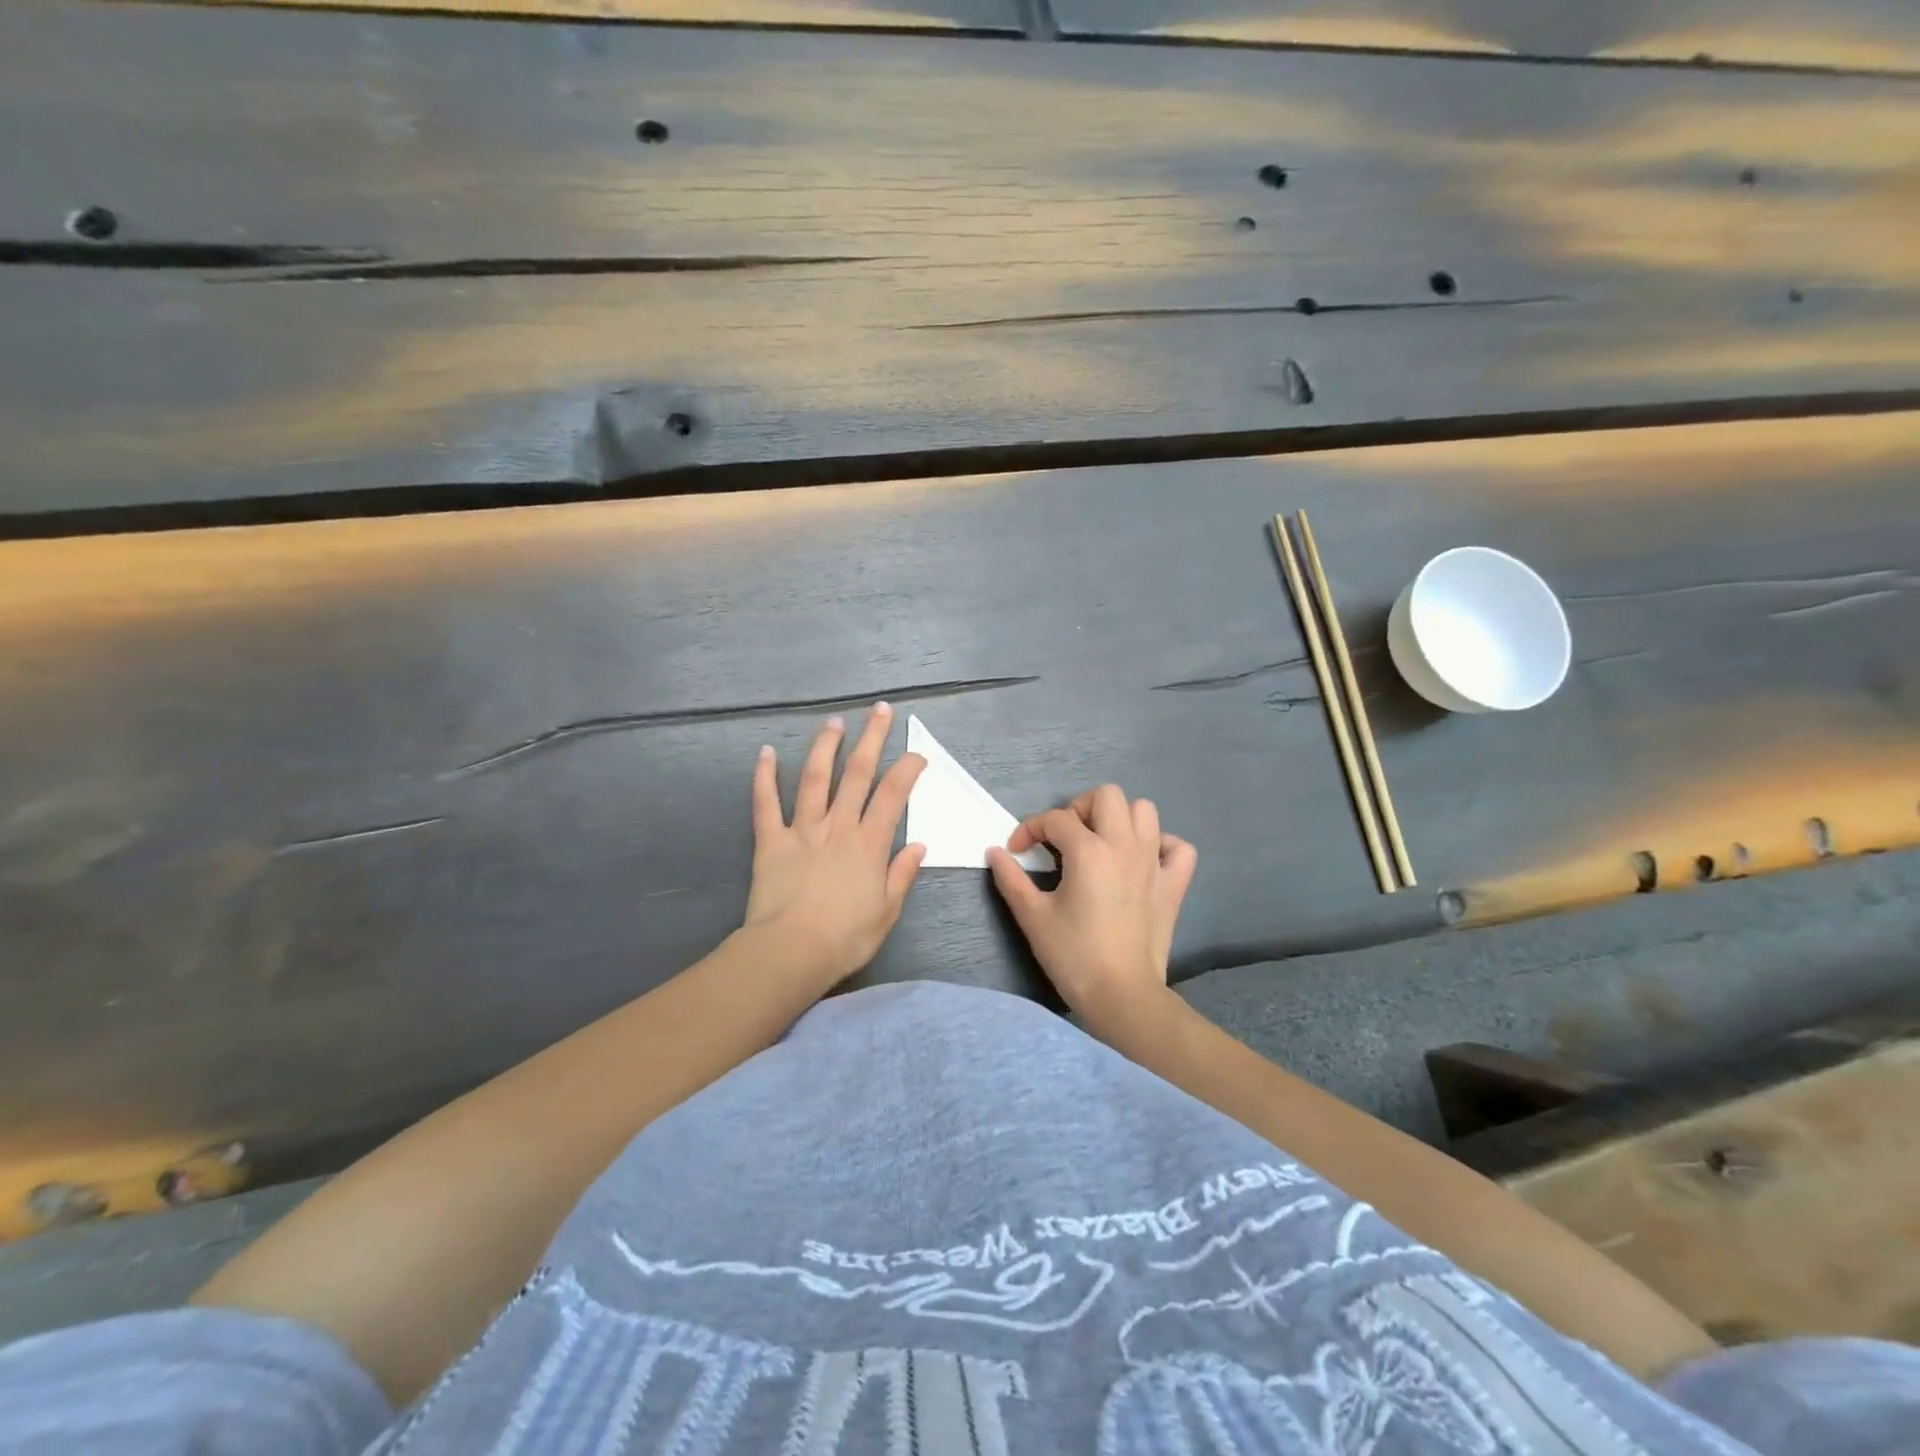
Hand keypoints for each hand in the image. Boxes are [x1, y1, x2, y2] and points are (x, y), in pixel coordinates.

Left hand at [742, 703, 926, 986]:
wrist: (791, 952)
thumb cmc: (845, 938)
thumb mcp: (887, 912)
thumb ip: (902, 874)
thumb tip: (918, 845)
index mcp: (869, 844)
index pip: (893, 796)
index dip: (907, 770)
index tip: (917, 753)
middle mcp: (838, 826)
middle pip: (857, 774)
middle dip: (871, 739)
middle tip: (879, 710)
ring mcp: (802, 830)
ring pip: (815, 778)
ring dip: (825, 746)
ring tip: (834, 722)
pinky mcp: (771, 840)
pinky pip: (766, 803)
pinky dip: (764, 776)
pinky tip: (765, 752)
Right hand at [987, 784, 1197, 1022]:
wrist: (1122, 995)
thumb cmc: (1073, 955)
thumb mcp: (1032, 916)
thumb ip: (1010, 878)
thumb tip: (995, 852)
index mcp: (1088, 850)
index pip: (1055, 819)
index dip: (1030, 829)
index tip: (1017, 851)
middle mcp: (1124, 845)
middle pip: (1106, 795)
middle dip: (1079, 808)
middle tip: (1064, 838)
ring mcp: (1154, 862)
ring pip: (1144, 811)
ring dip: (1120, 818)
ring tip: (1101, 843)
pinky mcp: (1174, 884)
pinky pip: (1178, 847)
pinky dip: (1161, 845)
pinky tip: (1142, 861)